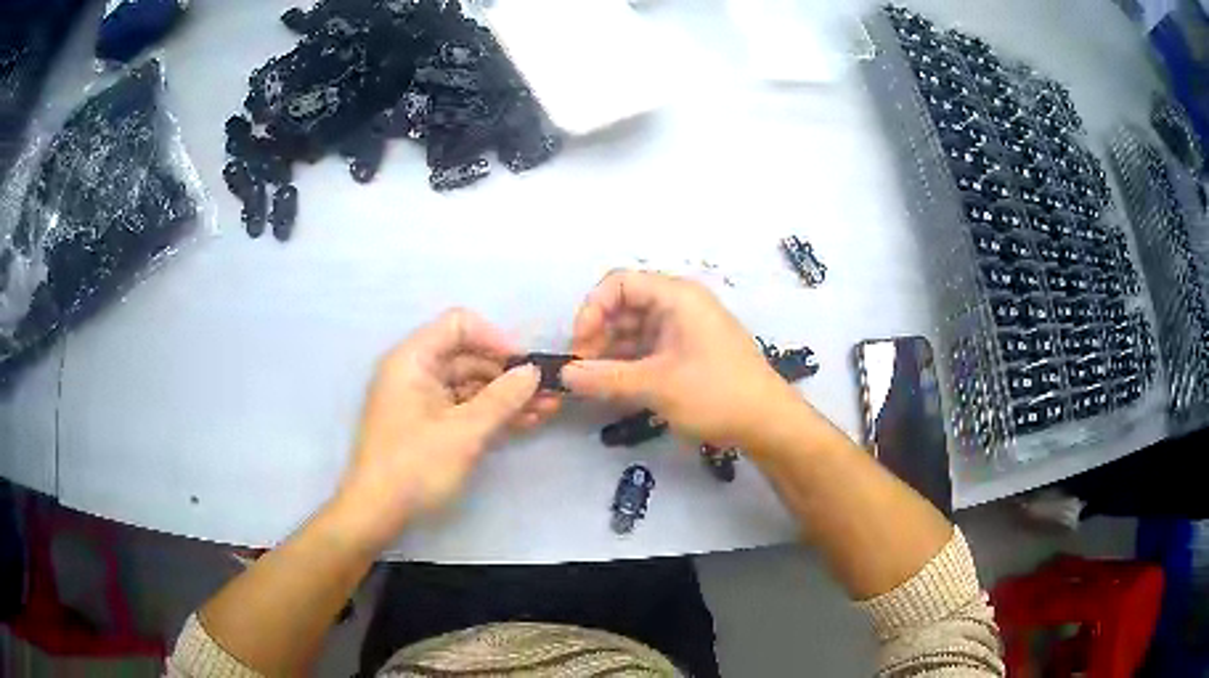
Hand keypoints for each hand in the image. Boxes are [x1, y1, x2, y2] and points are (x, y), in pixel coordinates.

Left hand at [332, 309, 556, 546]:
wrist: (377, 514)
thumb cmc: (414, 466)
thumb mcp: (463, 432)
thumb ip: (502, 399)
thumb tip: (533, 372)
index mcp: (413, 360)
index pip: (458, 325)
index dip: (495, 338)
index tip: (524, 365)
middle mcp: (416, 372)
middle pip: (468, 356)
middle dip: (508, 373)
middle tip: (547, 392)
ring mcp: (421, 399)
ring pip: (471, 384)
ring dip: (506, 396)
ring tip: (547, 409)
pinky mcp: (429, 424)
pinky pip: (464, 407)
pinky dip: (491, 413)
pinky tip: (525, 422)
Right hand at [561, 270, 797, 447]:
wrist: (767, 422)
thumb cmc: (716, 394)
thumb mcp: (657, 386)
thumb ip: (605, 378)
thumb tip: (563, 375)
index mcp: (677, 296)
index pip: (619, 283)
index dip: (592, 310)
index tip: (579, 346)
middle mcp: (680, 304)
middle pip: (625, 306)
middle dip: (599, 335)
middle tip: (584, 371)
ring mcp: (685, 328)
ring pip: (635, 329)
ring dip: (612, 353)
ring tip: (597, 385)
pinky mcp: (688, 351)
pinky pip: (649, 347)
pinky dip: (630, 364)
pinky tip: (617, 388)